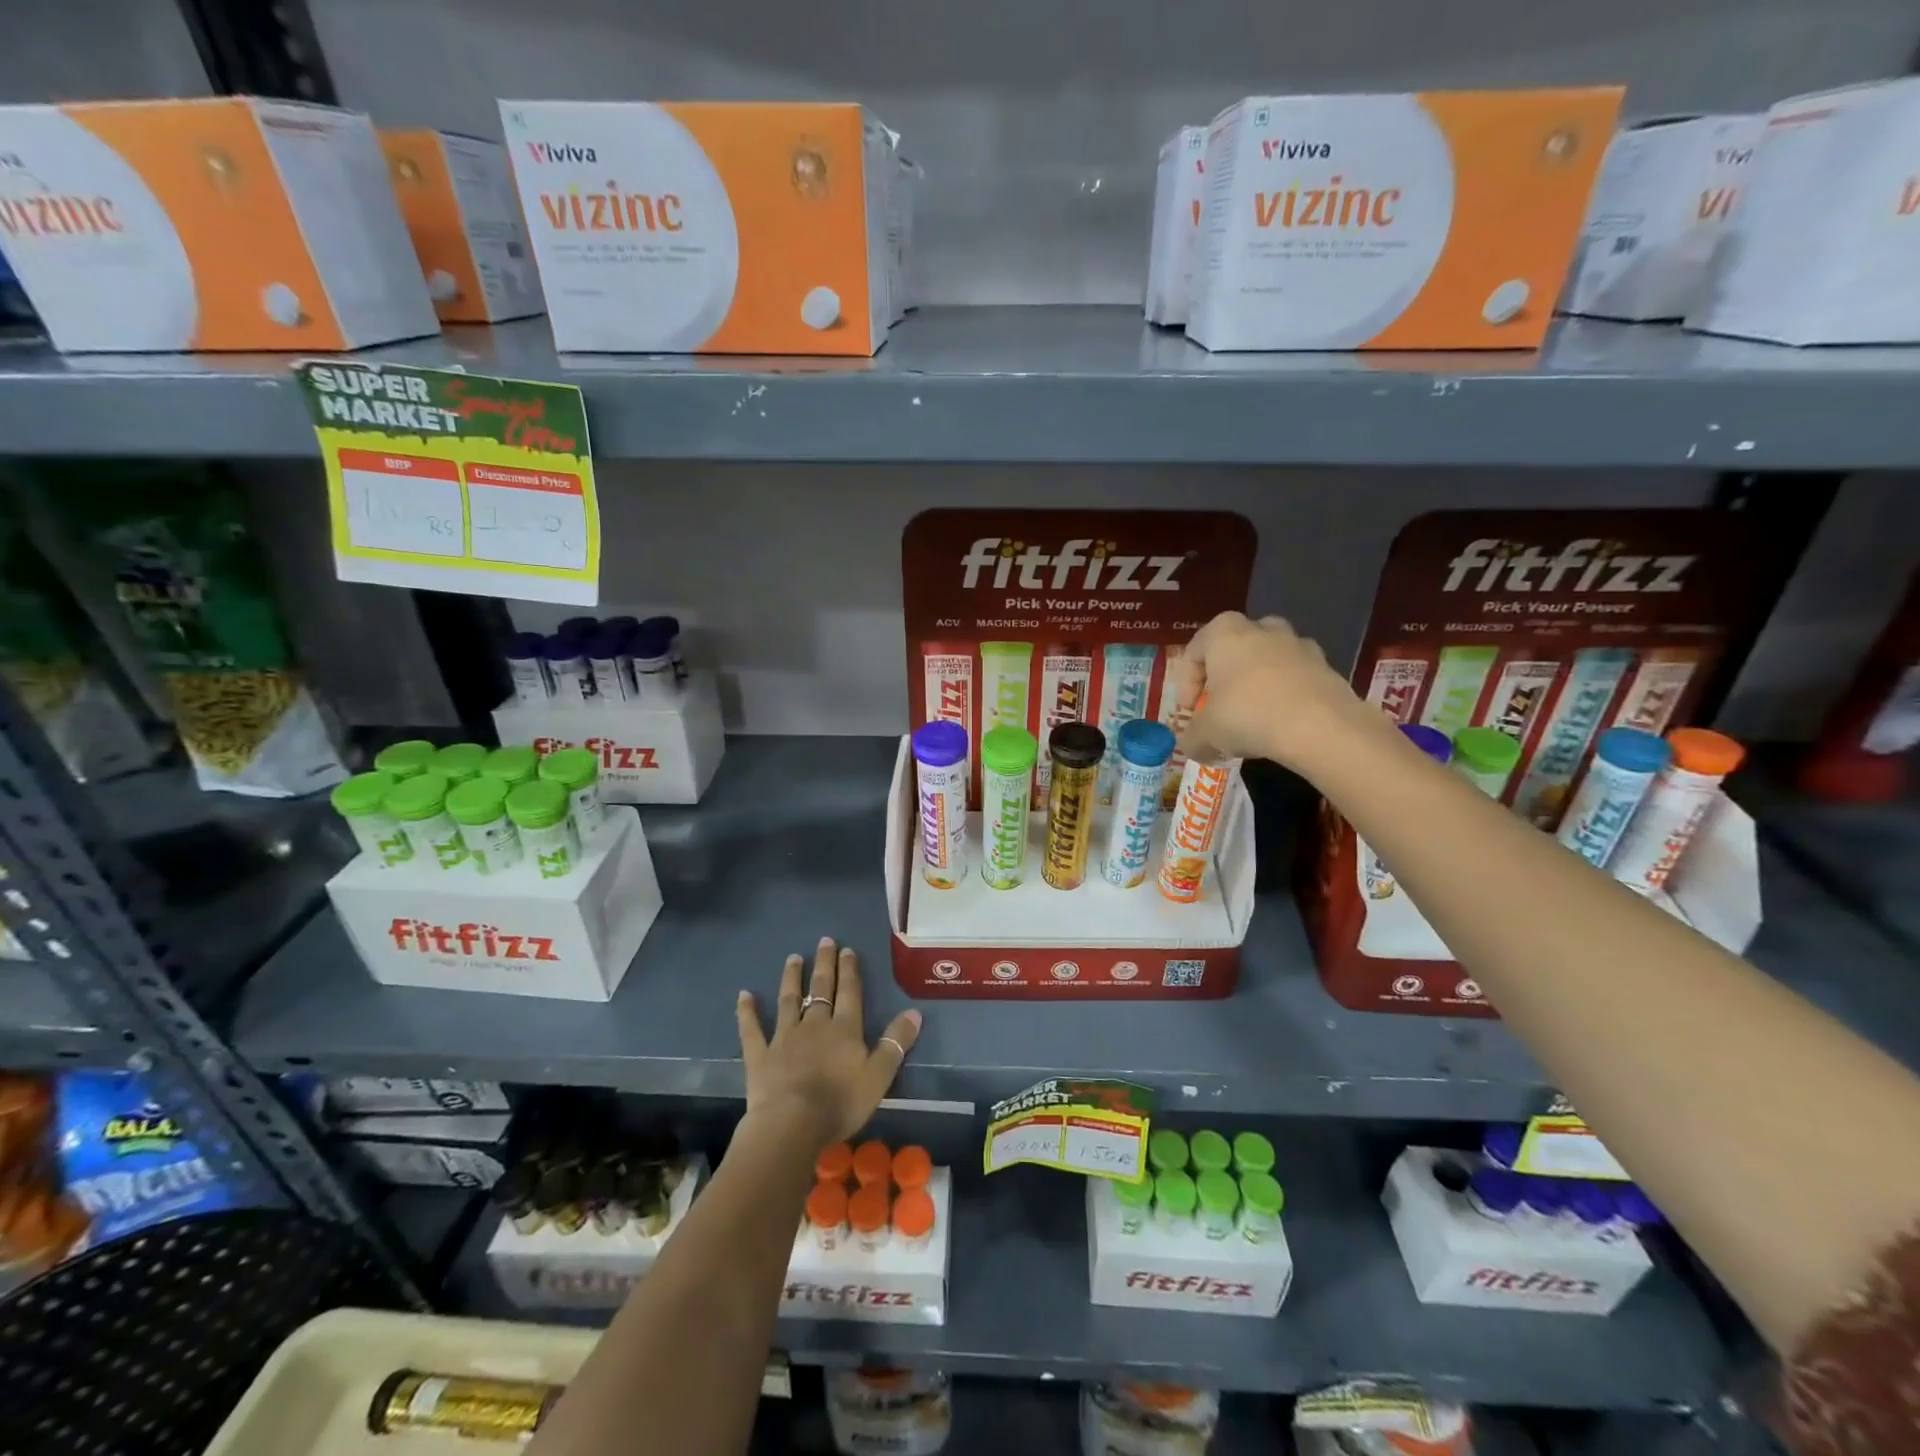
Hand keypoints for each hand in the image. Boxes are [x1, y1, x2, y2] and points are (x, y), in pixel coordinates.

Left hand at [736, 938, 922, 1150]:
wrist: (792, 1124)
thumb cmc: (840, 1102)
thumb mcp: (879, 1076)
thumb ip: (895, 1043)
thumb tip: (915, 1012)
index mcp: (844, 1030)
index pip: (849, 993)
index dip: (849, 971)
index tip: (847, 950)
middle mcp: (815, 1025)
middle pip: (821, 989)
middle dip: (824, 964)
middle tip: (824, 941)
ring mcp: (784, 1037)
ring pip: (789, 1001)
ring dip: (791, 978)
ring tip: (793, 958)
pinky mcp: (760, 1055)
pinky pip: (752, 1030)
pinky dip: (747, 1012)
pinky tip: (743, 995)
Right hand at [1175, 611, 1365, 772]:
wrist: (1321, 727)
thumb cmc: (1248, 716)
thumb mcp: (1205, 735)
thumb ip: (1192, 738)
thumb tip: (1192, 746)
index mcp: (1224, 634)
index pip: (1194, 651)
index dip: (1186, 685)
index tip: (1189, 711)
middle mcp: (1262, 629)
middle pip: (1234, 648)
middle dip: (1224, 676)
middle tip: (1220, 706)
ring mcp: (1298, 645)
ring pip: (1268, 660)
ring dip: (1256, 684)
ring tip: (1253, 717)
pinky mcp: (1326, 666)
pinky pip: (1295, 677)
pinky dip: (1285, 695)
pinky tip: (1282, 724)